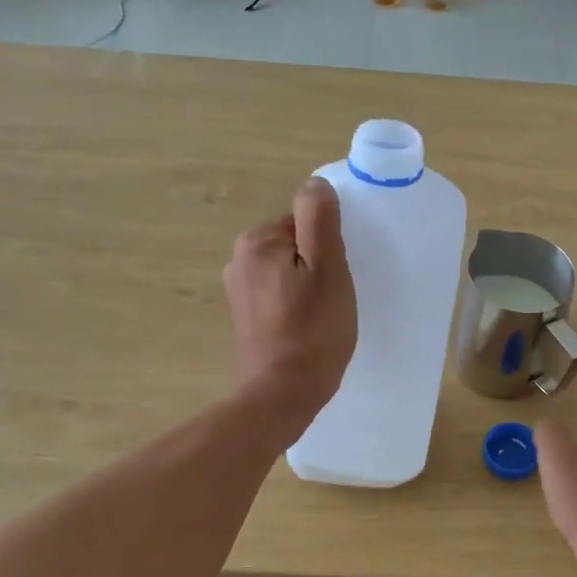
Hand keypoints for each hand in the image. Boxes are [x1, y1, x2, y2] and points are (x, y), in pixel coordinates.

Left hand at [223, 176, 355, 429]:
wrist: (284, 392)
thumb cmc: (313, 330)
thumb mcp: (328, 268)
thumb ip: (319, 219)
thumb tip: (315, 184)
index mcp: (257, 241)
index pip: (305, 221)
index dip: (328, 246)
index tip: (338, 276)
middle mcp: (239, 259)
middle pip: (294, 244)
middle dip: (317, 264)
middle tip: (334, 297)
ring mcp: (238, 290)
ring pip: (287, 270)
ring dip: (307, 285)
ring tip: (322, 314)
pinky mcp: (244, 316)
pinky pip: (278, 294)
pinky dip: (294, 303)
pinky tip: (306, 326)